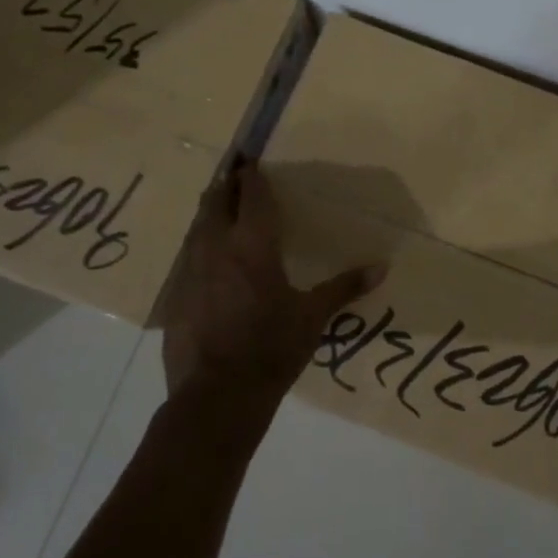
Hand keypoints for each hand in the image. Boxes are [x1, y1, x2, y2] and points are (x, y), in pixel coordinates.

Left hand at [155, 162, 384, 405]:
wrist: (216, 398)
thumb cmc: (271, 349)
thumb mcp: (313, 317)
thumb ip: (345, 287)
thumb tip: (382, 266)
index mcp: (253, 246)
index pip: (250, 196)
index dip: (250, 175)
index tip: (251, 160)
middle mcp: (217, 249)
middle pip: (215, 202)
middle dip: (225, 185)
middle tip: (236, 174)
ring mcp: (190, 273)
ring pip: (197, 228)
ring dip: (210, 212)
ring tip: (221, 208)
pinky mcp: (175, 298)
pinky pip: (188, 258)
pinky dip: (200, 246)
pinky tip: (209, 259)